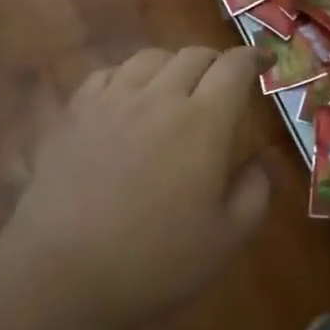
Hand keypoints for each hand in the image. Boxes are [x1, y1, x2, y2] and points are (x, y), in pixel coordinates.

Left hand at [7, 46, 269, 329]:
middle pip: (193, 55)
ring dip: (173, 64)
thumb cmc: (156, 260)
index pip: (234, 67)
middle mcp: (159, 98)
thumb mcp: (228, 238)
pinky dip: (128, 76)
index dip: (254, 57)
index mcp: (204, 122)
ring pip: (149, 58)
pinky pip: (107, 74)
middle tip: (224, 83)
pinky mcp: (74, 115)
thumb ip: (255, 191)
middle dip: (216, 61)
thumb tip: (260, 160)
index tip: (266, 60)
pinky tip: (128, 98)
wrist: (62, 274)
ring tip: (176, 86)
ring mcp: (111, 102)